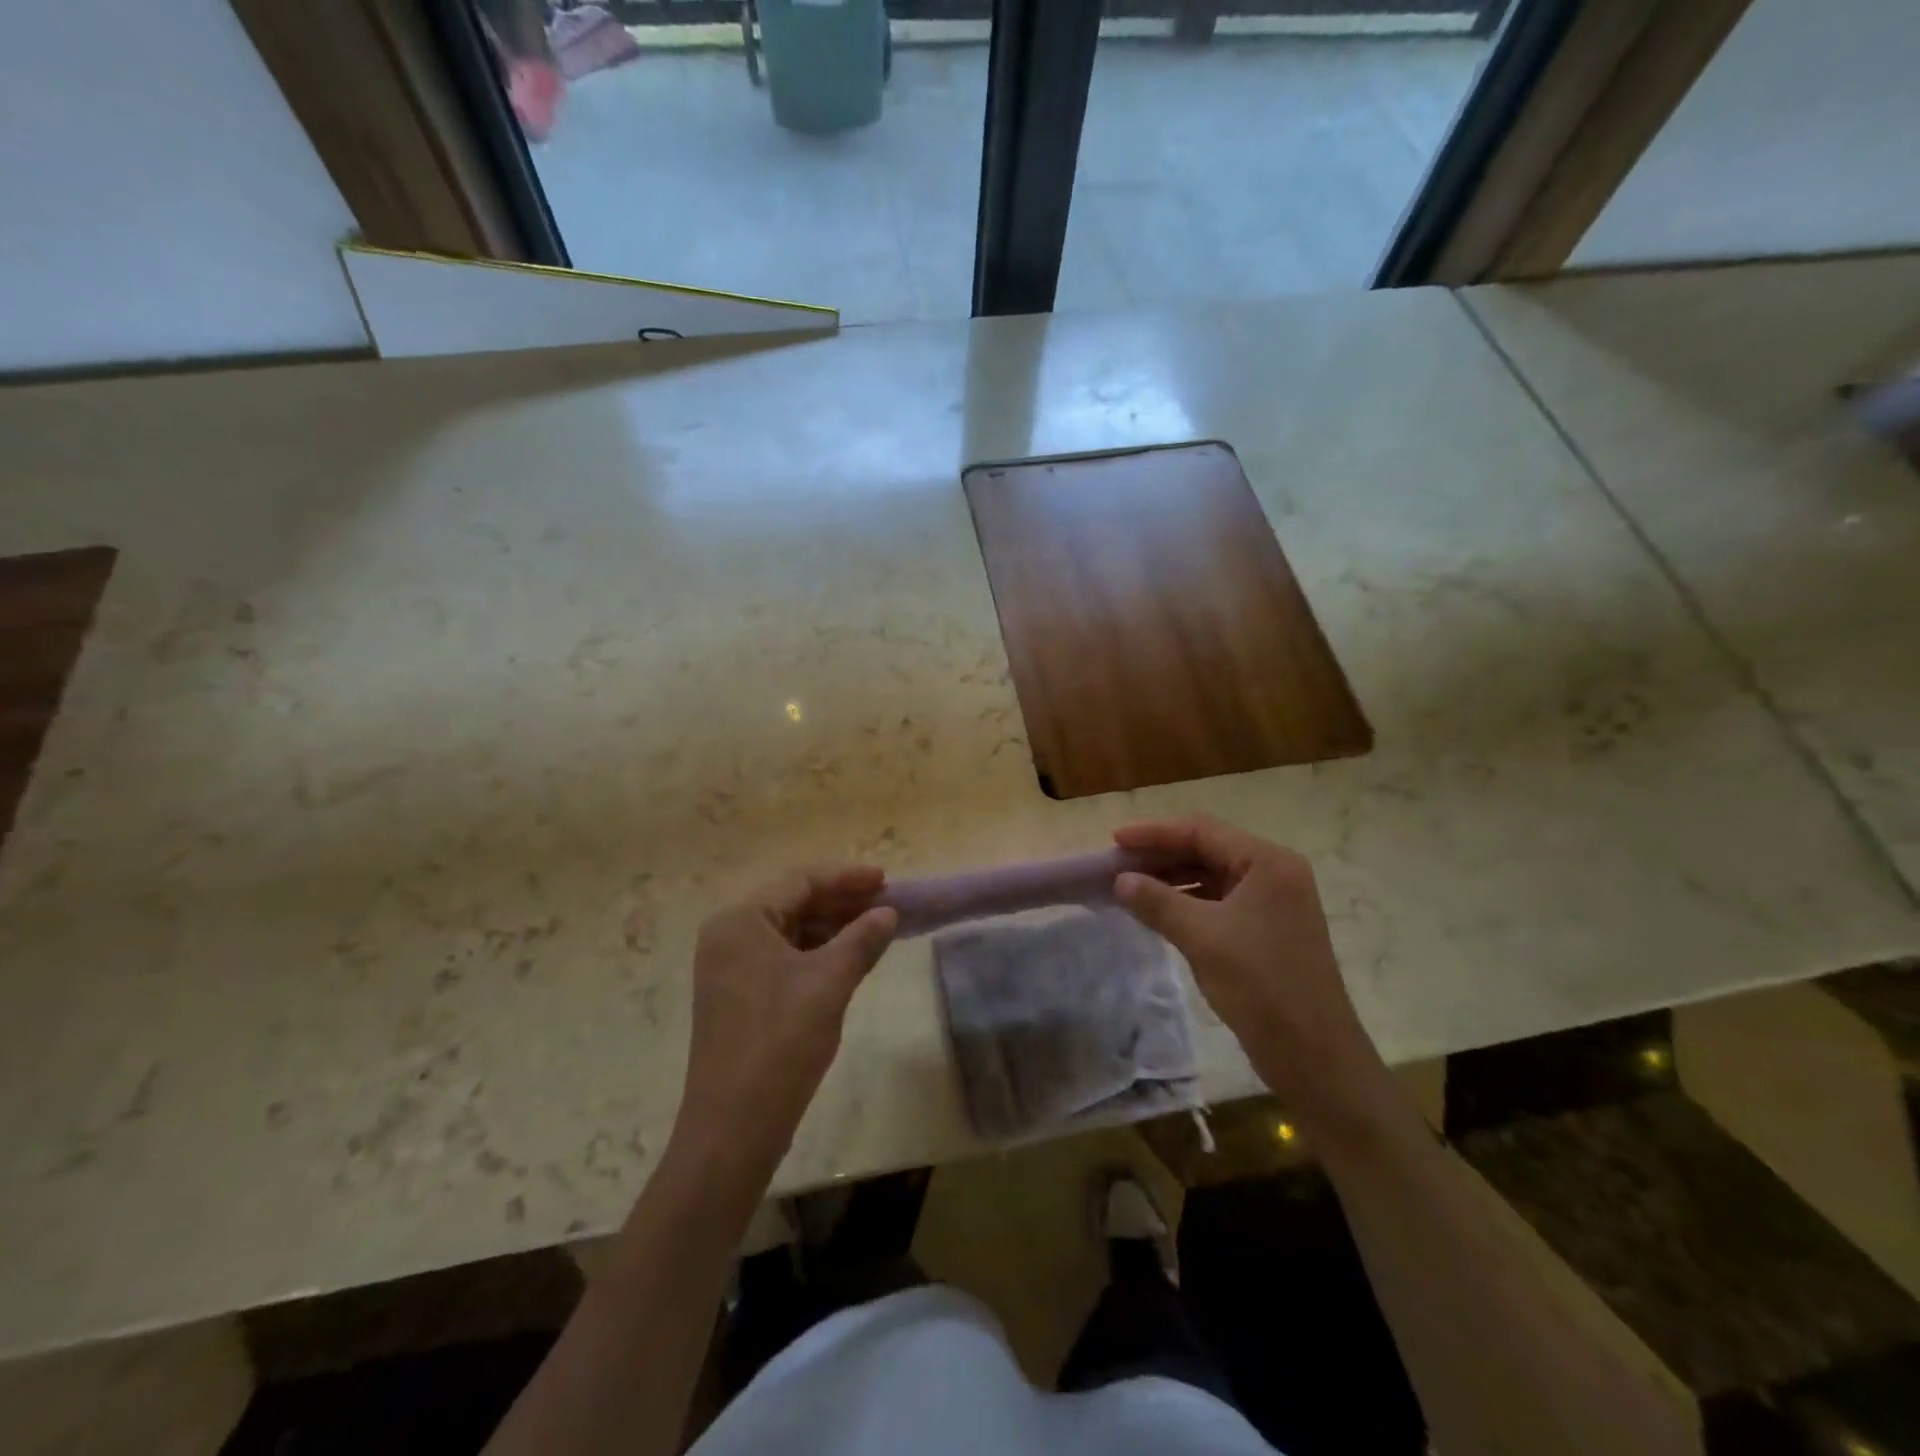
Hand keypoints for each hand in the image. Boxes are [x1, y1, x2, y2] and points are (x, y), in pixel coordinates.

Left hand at [675, 867, 897, 1163]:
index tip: (886, 879)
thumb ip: (862, 939)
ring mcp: (729, 968)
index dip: (847, 877)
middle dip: (841, 902)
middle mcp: (728, 935)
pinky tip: (848, 959)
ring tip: (875, 929)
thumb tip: (888, 912)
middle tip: (886, 904)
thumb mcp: (830, 982)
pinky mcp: (737, 996)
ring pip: (790, 932)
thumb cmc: (781, 1041)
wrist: (734, 1126)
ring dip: (832, 928)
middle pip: (793, 903)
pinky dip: (816, 954)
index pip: (800, 881)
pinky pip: (782, 958)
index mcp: (740, 920)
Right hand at [1113, 816, 1383, 1128]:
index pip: (1202, 831)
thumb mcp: (1201, 937)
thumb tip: (1121, 881)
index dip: (1155, 833)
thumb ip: (1157, 901)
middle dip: (1161, 856)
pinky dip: (1187, 902)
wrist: (1313, 1054)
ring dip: (1172, 879)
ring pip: (1212, 876)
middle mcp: (1274, 873)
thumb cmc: (1260, 984)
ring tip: (1130, 886)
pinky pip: (1219, 902)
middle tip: (1117, 864)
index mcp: (1267, 862)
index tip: (1115, 840)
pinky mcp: (1267, 930)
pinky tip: (1159, 911)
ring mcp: (1273, 903)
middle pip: (1208, 850)